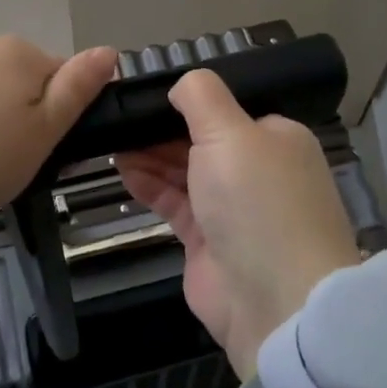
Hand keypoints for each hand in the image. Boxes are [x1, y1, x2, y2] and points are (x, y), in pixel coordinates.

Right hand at [117, 69, 360, 378]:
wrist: (275, 302)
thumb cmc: (257, 201)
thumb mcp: (231, 131)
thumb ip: (201, 97)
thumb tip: (180, 85)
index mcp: (275, 137)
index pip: (227, 109)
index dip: (188, 101)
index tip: (146, 94)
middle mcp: (256, 169)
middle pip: (202, 139)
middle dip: (162, 129)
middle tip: (119, 118)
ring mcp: (231, 208)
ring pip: (185, 171)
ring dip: (151, 155)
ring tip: (111, 140)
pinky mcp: (207, 240)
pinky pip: (174, 202)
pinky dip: (149, 185)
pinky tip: (123, 169)